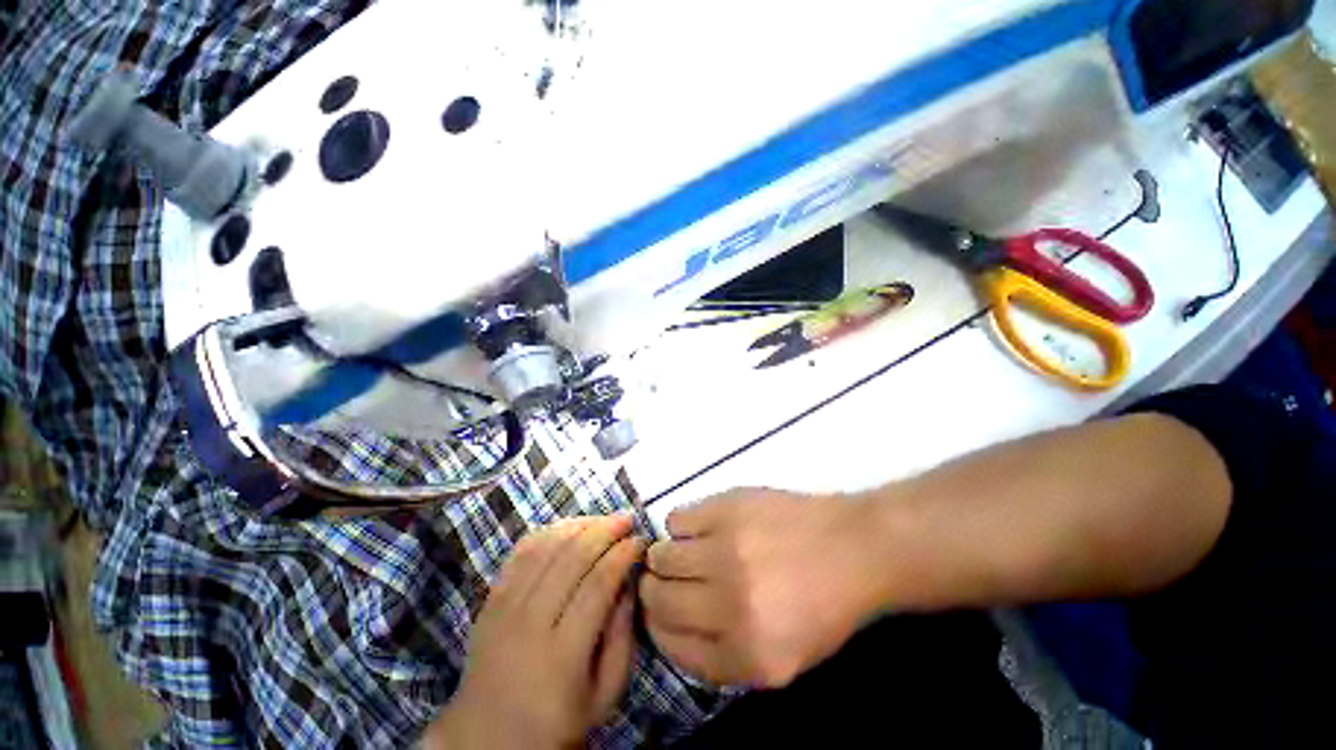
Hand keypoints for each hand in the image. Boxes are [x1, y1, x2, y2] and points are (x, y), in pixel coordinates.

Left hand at [424, 515, 645, 749]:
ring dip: (580, 525)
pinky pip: (521, 551)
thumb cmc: (555, 723)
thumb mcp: (604, 694)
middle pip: (571, 558)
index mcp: (561, 656)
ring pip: (546, 547)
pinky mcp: (490, 599)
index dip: (622, 555)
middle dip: (605, 530)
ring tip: (604, 519)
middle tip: (627, 519)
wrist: (485, 739)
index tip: (640, 541)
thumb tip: (629, 581)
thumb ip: (623, 637)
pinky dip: (549, 531)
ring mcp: (504, 608)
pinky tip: (571, 527)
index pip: (597, 585)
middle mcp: (528, 624)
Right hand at [639, 489, 881, 687]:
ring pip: (661, 556)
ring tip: (682, 550)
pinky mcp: (726, 509)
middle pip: (658, 600)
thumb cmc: (822, 604)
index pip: (671, 646)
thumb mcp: (782, 660)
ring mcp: (726, 551)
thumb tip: (670, 627)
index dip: (656, 627)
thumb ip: (723, 657)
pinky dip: (680, 526)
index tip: (656, 612)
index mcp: (747, 656)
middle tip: (661, 578)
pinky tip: (699, 527)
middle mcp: (730, 606)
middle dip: (652, 591)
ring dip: (663, 556)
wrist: (853, 547)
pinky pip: (676, 519)